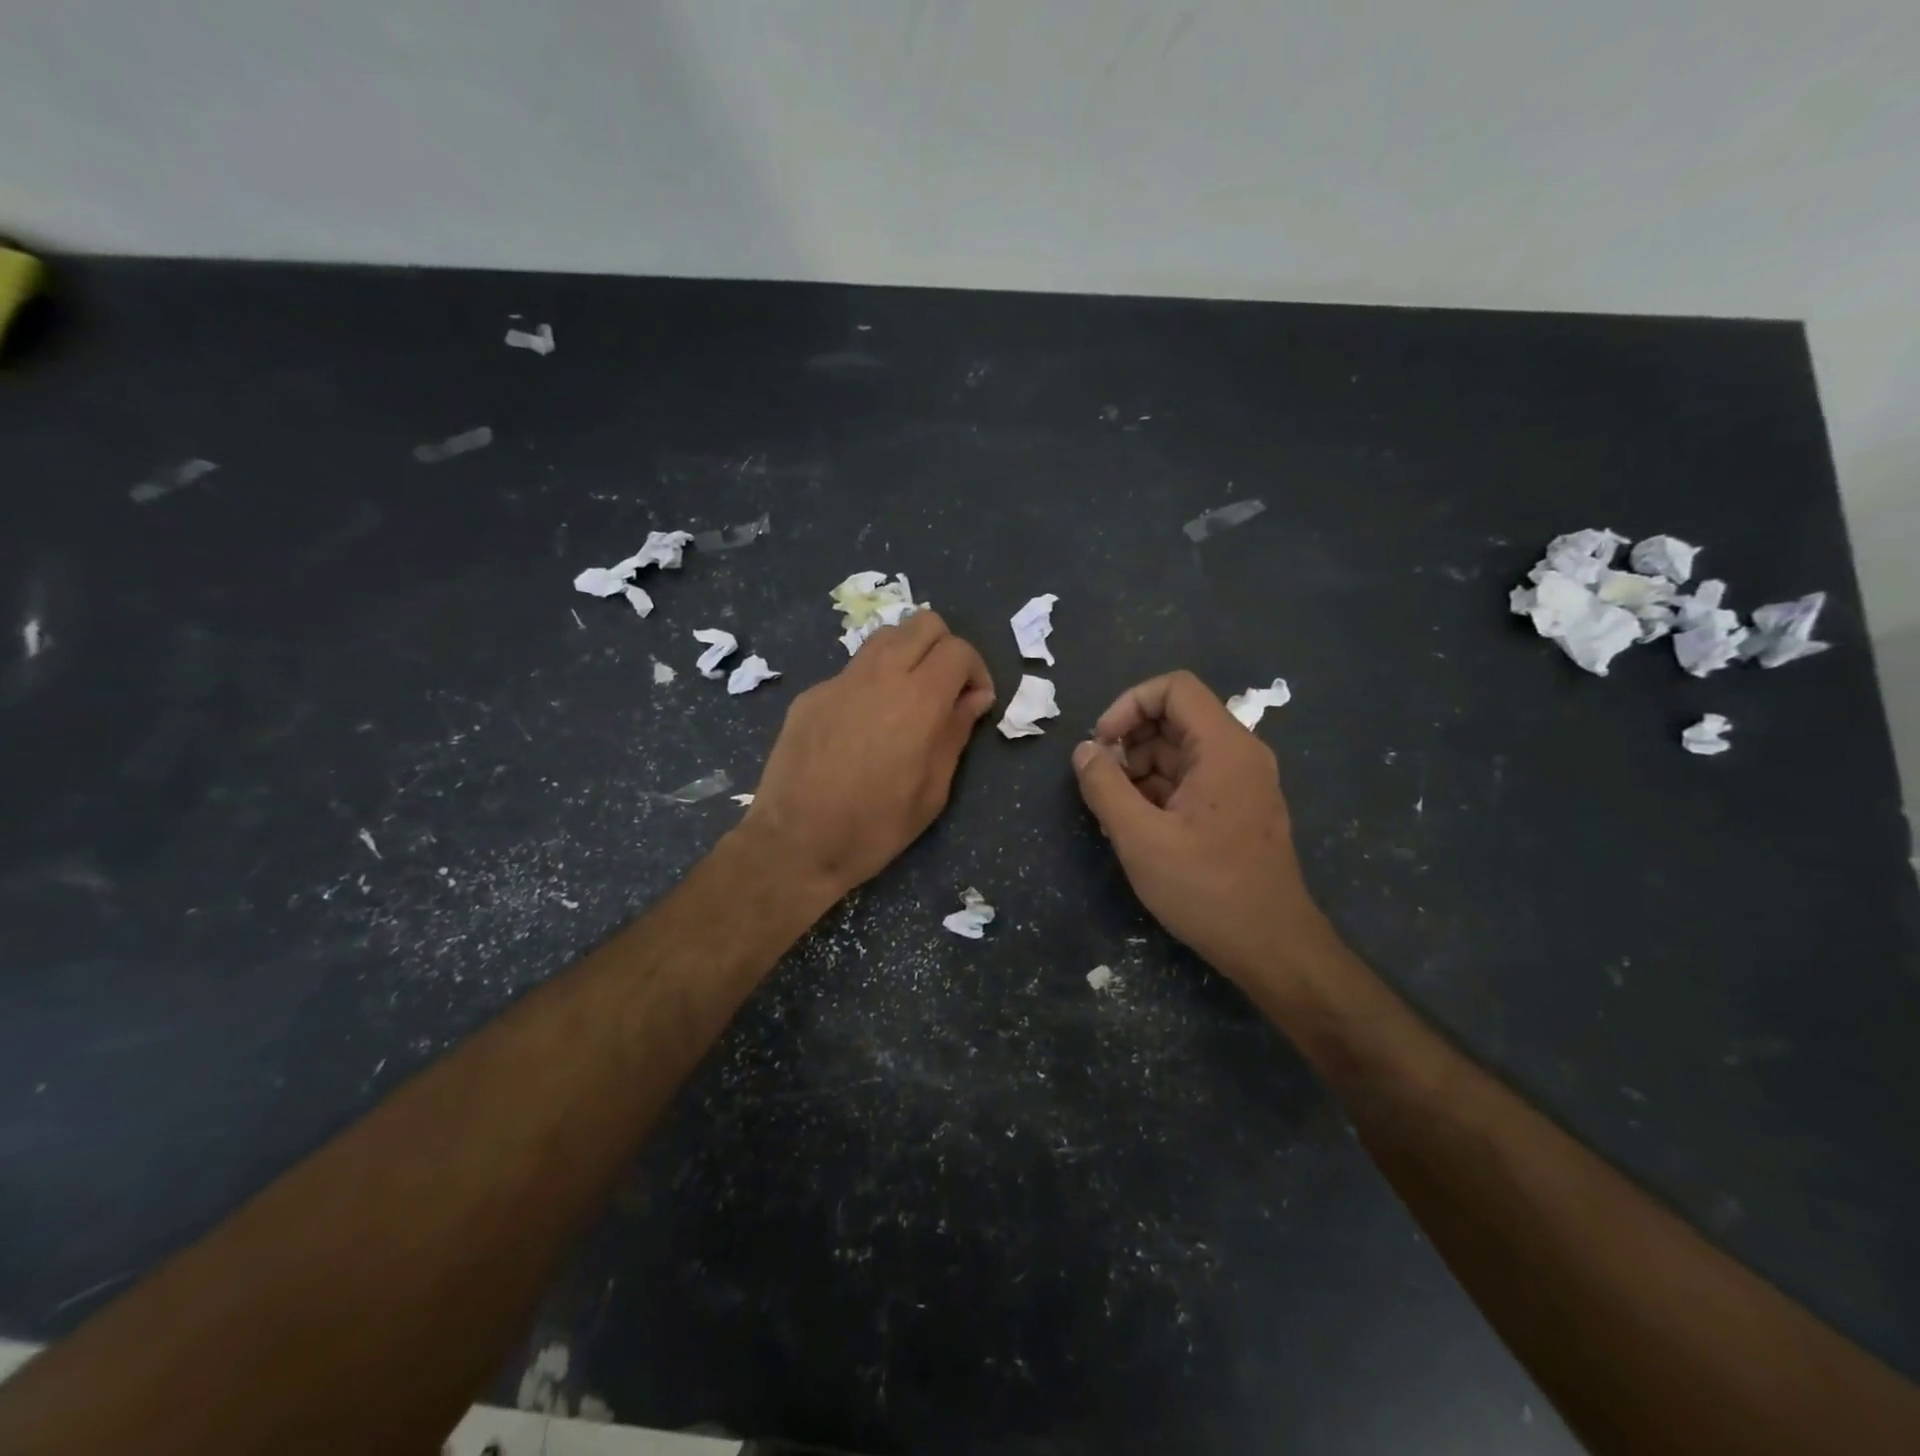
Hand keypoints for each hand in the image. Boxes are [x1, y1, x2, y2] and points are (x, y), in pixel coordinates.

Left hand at [744, 611, 994, 900]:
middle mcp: (880, 675)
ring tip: (907, 698)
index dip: (976, 670)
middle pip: (923, 623)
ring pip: (885, 637)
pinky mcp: (812, 694)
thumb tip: (974, 698)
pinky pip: (852, 671)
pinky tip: (863, 726)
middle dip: (944, 649)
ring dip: (907, 655)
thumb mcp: (933, 791)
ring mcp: (840, 681)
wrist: (795, 843)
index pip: (958, 650)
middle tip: (945, 690)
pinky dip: (871, 683)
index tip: (974, 702)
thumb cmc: (875, 827)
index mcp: (918, 700)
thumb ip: (955, 733)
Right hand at [1071, 670, 1331, 988]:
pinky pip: (1190, 780)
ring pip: (1179, 752)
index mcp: (1224, 748)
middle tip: (1101, 784)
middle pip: (1175, 719)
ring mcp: (1240, 783)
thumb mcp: (1141, 838)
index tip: (1102, 744)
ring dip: (1139, 771)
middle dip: (1129, 742)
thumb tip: (1084, 750)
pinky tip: (1136, 827)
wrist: (1271, 948)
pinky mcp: (1236, 809)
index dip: (1129, 704)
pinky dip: (1157, 791)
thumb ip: (1105, 786)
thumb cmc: (1207, 889)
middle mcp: (1239, 754)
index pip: (1174, 688)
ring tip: (1113, 813)